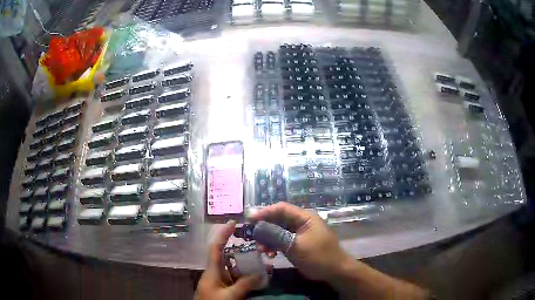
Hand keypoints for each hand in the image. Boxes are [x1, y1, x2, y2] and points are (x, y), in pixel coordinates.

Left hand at [195, 221, 263, 299]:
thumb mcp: (230, 296)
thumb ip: (244, 284)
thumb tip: (260, 272)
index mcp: (212, 270)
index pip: (216, 247)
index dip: (223, 234)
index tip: (232, 222)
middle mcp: (215, 272)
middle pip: (227, 256)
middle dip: (241, 250)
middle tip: (256, 246)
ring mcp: (220, 280)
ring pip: (233, 268)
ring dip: (246, 265)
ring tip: (262, 262)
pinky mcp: (224, 288)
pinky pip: (236, 278)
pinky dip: (246, 277)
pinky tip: (257, 278)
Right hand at [249, 202, 348, 281]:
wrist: (334, 271)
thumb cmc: (318, 256)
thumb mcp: (295, 246)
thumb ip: (276, 236)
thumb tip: (257, 227)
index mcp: (305, 217)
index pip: (281, 208)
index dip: (265, 212)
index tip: (249, 219)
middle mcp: (302, 221)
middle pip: (278, 219)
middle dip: (265, 228)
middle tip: (252, 237)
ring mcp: (300, 232)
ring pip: (279, 230)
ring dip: (268, 239)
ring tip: (261, 249)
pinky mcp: (298, 242)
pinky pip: (282, 240)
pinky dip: (275, 245)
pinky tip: (270, 254)